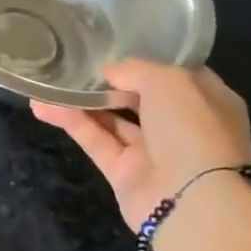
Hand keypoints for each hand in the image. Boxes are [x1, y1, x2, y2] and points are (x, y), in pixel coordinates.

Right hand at [32, 59, 250, 229]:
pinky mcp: (124, 173)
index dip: (145, 61)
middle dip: (107, 82)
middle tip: (73, 64)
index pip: (174, 76)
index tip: (112, 48)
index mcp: (206, 102)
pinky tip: (43, 106)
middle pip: (138, 97)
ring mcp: (152, 152)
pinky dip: (71, 122)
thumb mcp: (169, 81)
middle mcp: (181, 126)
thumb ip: (135, 69)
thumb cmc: (193, 130)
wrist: (195, 203)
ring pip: (111, 119)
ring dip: (80, 101)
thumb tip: (109, 72)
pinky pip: (95, 140)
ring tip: (46, 83)